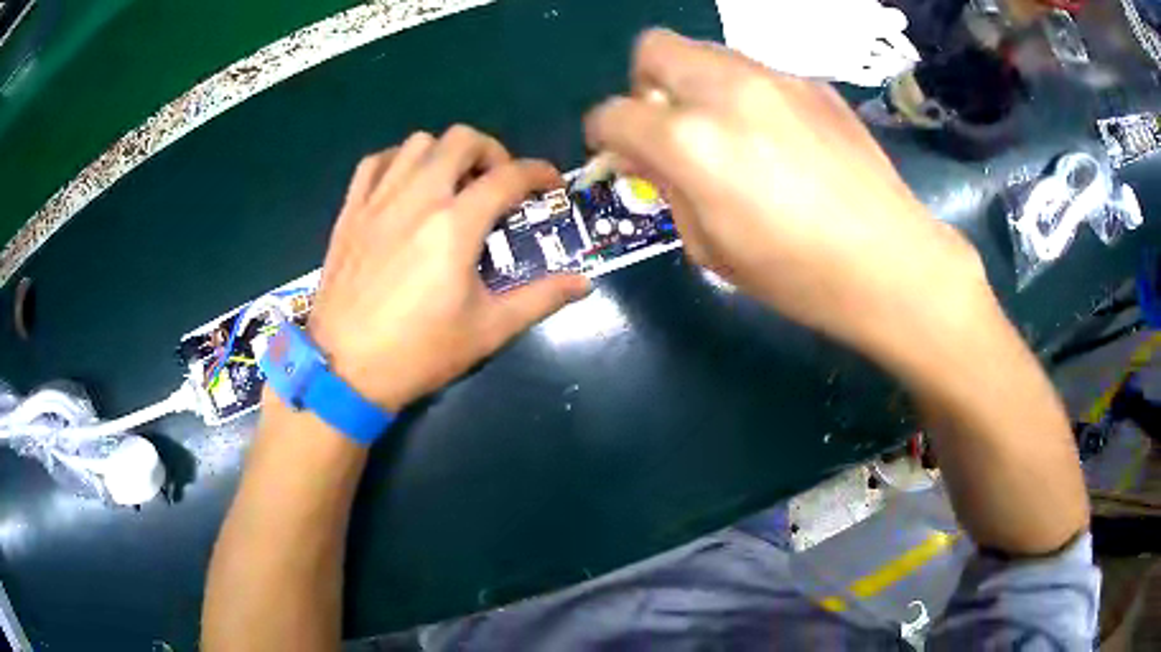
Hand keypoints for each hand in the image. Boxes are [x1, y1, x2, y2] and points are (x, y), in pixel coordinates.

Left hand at [306, 127, 590, 410]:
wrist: (344, 369)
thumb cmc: (419, 352)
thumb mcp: (488, 330)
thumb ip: (540, 299)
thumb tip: (584, 283)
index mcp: (455, 225)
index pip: (509, 177)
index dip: (539, 173)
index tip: (549, 185)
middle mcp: (417, 197)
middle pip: (462, 140)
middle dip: (491, 152)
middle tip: (497, 183)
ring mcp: (378, 199)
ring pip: (417, 142)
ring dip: (445, 153)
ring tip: (451, 184)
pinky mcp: (351, 210)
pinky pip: (375, 162)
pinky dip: (397, 162)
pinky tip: (405, 186)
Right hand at [585, 30, 989, 365]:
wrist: (890, 262)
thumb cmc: (797, 276)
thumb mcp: (711, 248)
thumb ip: (669, 190)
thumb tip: (653, 158)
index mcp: (690, 142)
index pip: (613, 113)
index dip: (605, 133)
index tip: (617, 150)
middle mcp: (725, 92)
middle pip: (654, 48)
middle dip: (645, 84)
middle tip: (668, 125)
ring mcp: (775, 79)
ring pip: (706, 53)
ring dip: (696, 84)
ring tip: (727, 131)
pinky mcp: (812, 83)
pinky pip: (756, 72)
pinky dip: (746, 95)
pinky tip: (777, 137)